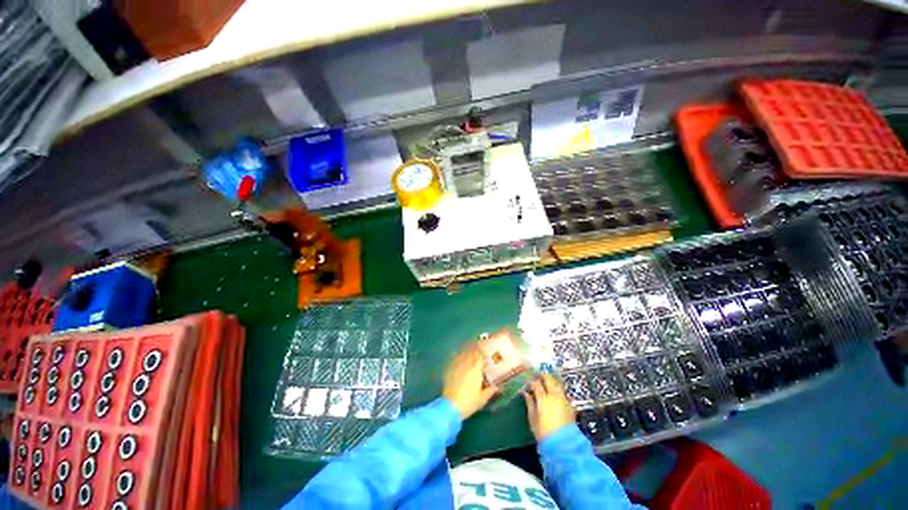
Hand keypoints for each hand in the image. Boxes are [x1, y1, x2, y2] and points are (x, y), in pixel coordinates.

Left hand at [443, 345, 497, 419]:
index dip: (482, 351)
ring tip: (468, 349)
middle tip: (477, 347)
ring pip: (462, 355)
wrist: (451, 406)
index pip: (479, 356)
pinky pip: (454, 360)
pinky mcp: (449, 371)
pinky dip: (456, 356)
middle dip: (474, 349)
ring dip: (466, 351)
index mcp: (476, 369)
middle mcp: (466, 365)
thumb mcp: (482, 398)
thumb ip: (490, 391)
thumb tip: (496, 387)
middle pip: (470, 353)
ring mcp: (457, 367)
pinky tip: (456, 355)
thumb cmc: (469, 402)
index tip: (484, 349)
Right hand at [524, 374, 575, 440]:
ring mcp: (564, 400)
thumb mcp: (533, 419)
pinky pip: (562, 393)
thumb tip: (526, 394)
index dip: (532, 382)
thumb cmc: (545, 433)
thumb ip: (530, 404)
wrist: (564, 446)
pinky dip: (558, 390)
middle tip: (538, 378)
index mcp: (543, 398)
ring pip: (557, 384)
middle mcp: (554, 396)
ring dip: (551, 382)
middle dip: (543, 376)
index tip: (529, 384)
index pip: (536, 383)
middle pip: (549, 379)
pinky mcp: (570, 406)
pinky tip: (554, 395)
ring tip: (546, 384)